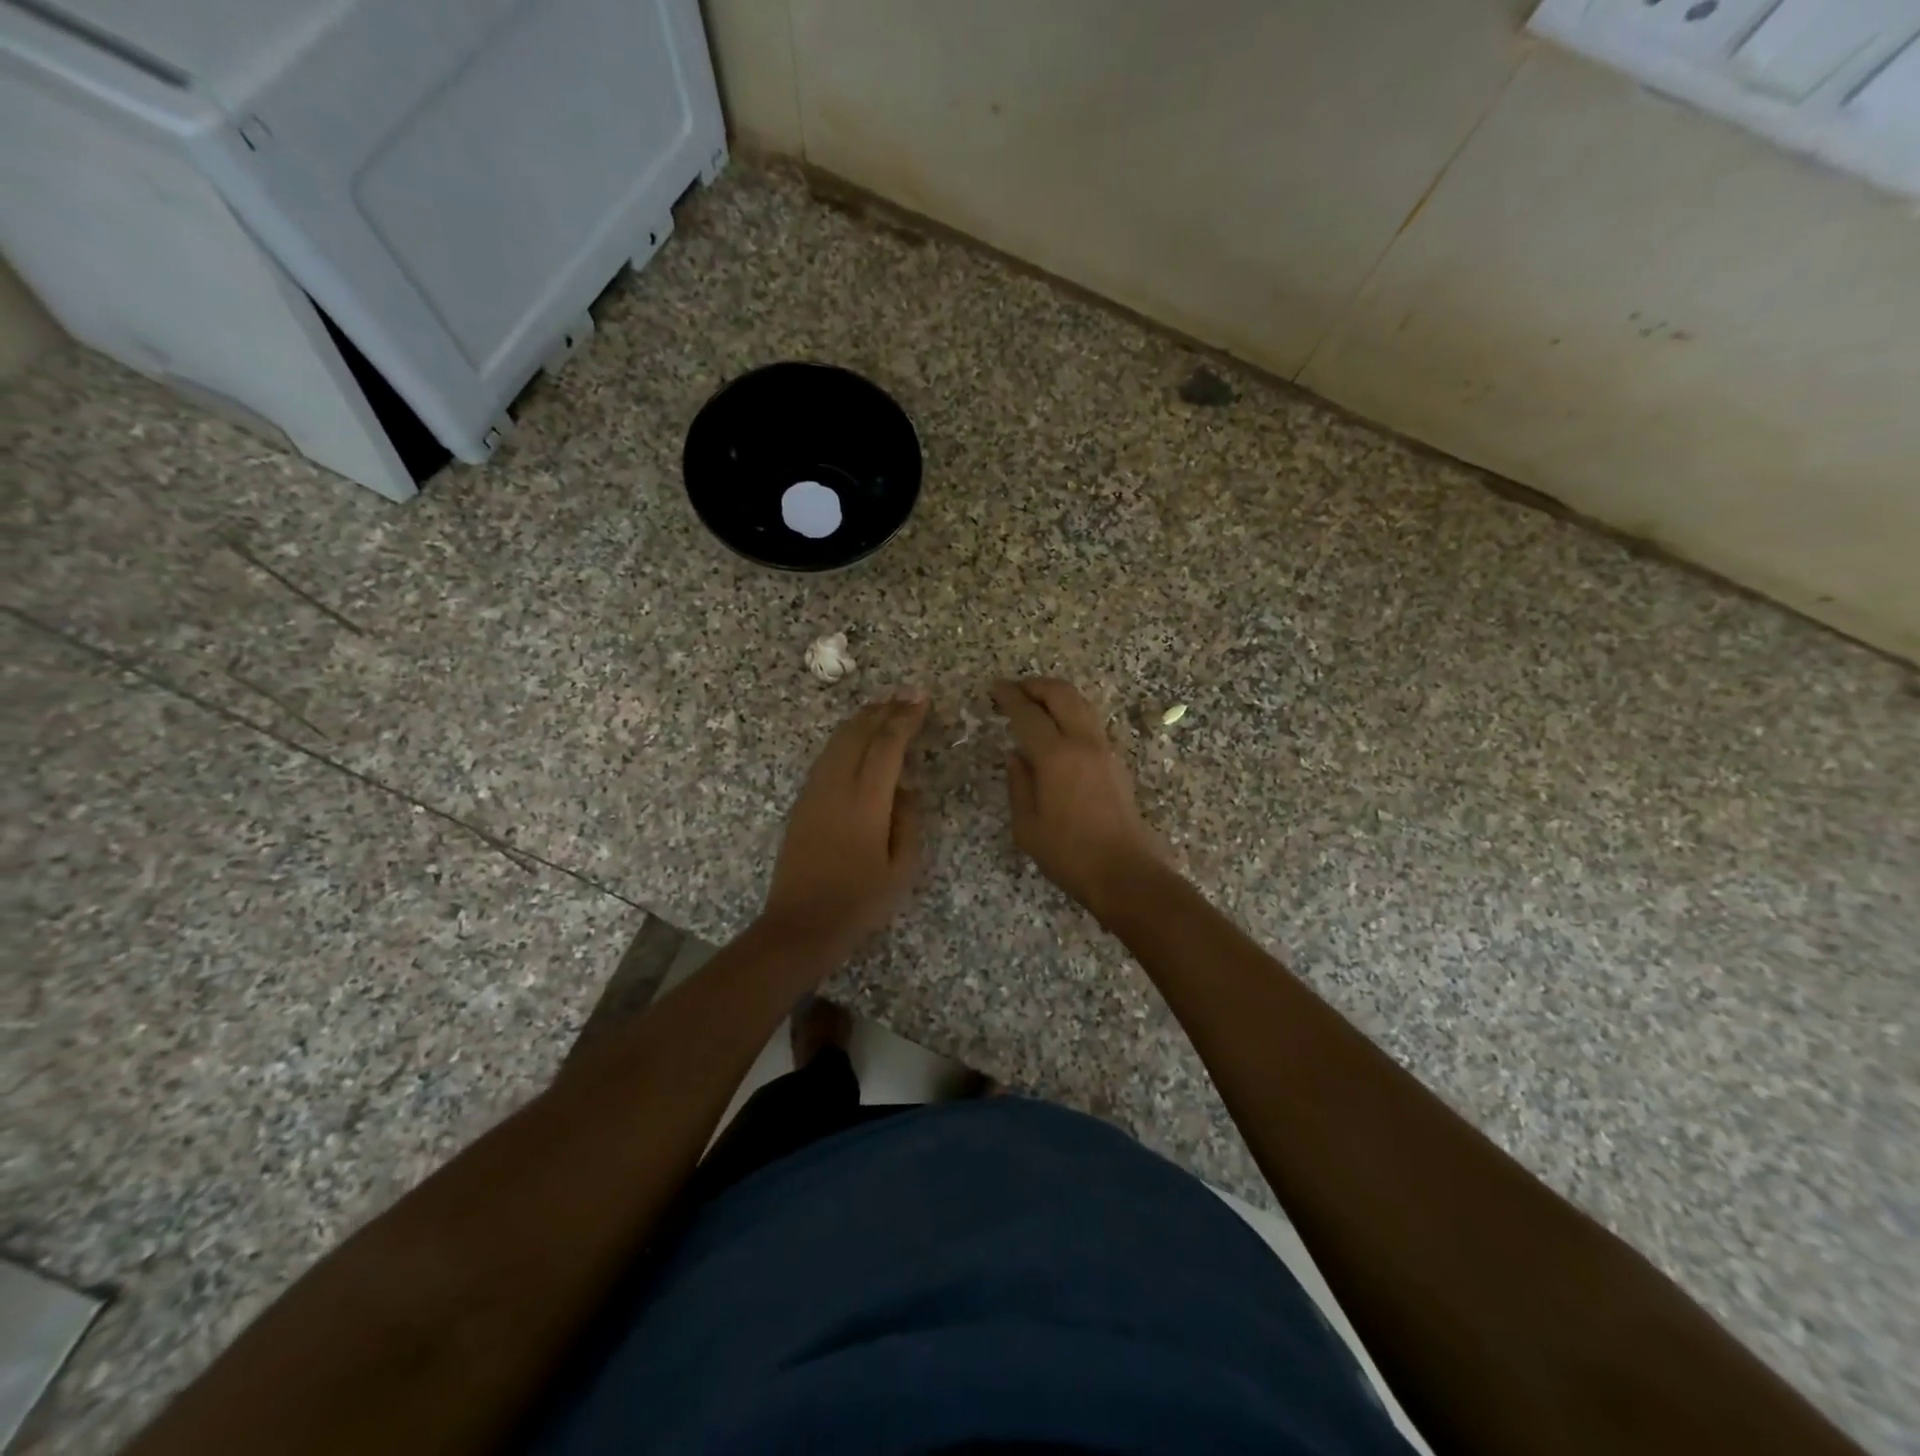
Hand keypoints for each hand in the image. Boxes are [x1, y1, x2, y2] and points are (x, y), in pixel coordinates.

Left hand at [761, 691, 929, 951]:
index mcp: (866, 801)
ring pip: (838, 741)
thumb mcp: (902, 868)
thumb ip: (908, 821)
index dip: (905, 719)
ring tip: (884, 707)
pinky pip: (826, 756)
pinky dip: (845, 738)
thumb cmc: (860, 902)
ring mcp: (814, 792)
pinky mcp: (802, 802)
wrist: (801, 923)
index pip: (887, 745)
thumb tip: (906, 788)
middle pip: (859, 733)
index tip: (922, 699)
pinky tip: (856, 738)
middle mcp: (836, 786)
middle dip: (884, 710)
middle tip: (907, 695)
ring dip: (862, 720)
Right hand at [992, 678, 1164, 922]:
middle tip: (1015, 689)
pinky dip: (1071, 712)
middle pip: (1061, 694)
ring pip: (1081, 704)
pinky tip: (1058, 729)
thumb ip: (1018, 784)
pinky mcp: (1116, 761)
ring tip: (1035, 703)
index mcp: (1056, 757)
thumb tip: (1016, 756)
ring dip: (1057, 695)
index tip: (995, 689)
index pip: (1028, 714)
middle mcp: (1083, 743)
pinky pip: (1090, 722)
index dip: (1009, 697)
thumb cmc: (1068, 854)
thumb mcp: (1027, 826)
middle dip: (1036, 685)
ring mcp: (1104, 749)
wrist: (1124, 872)